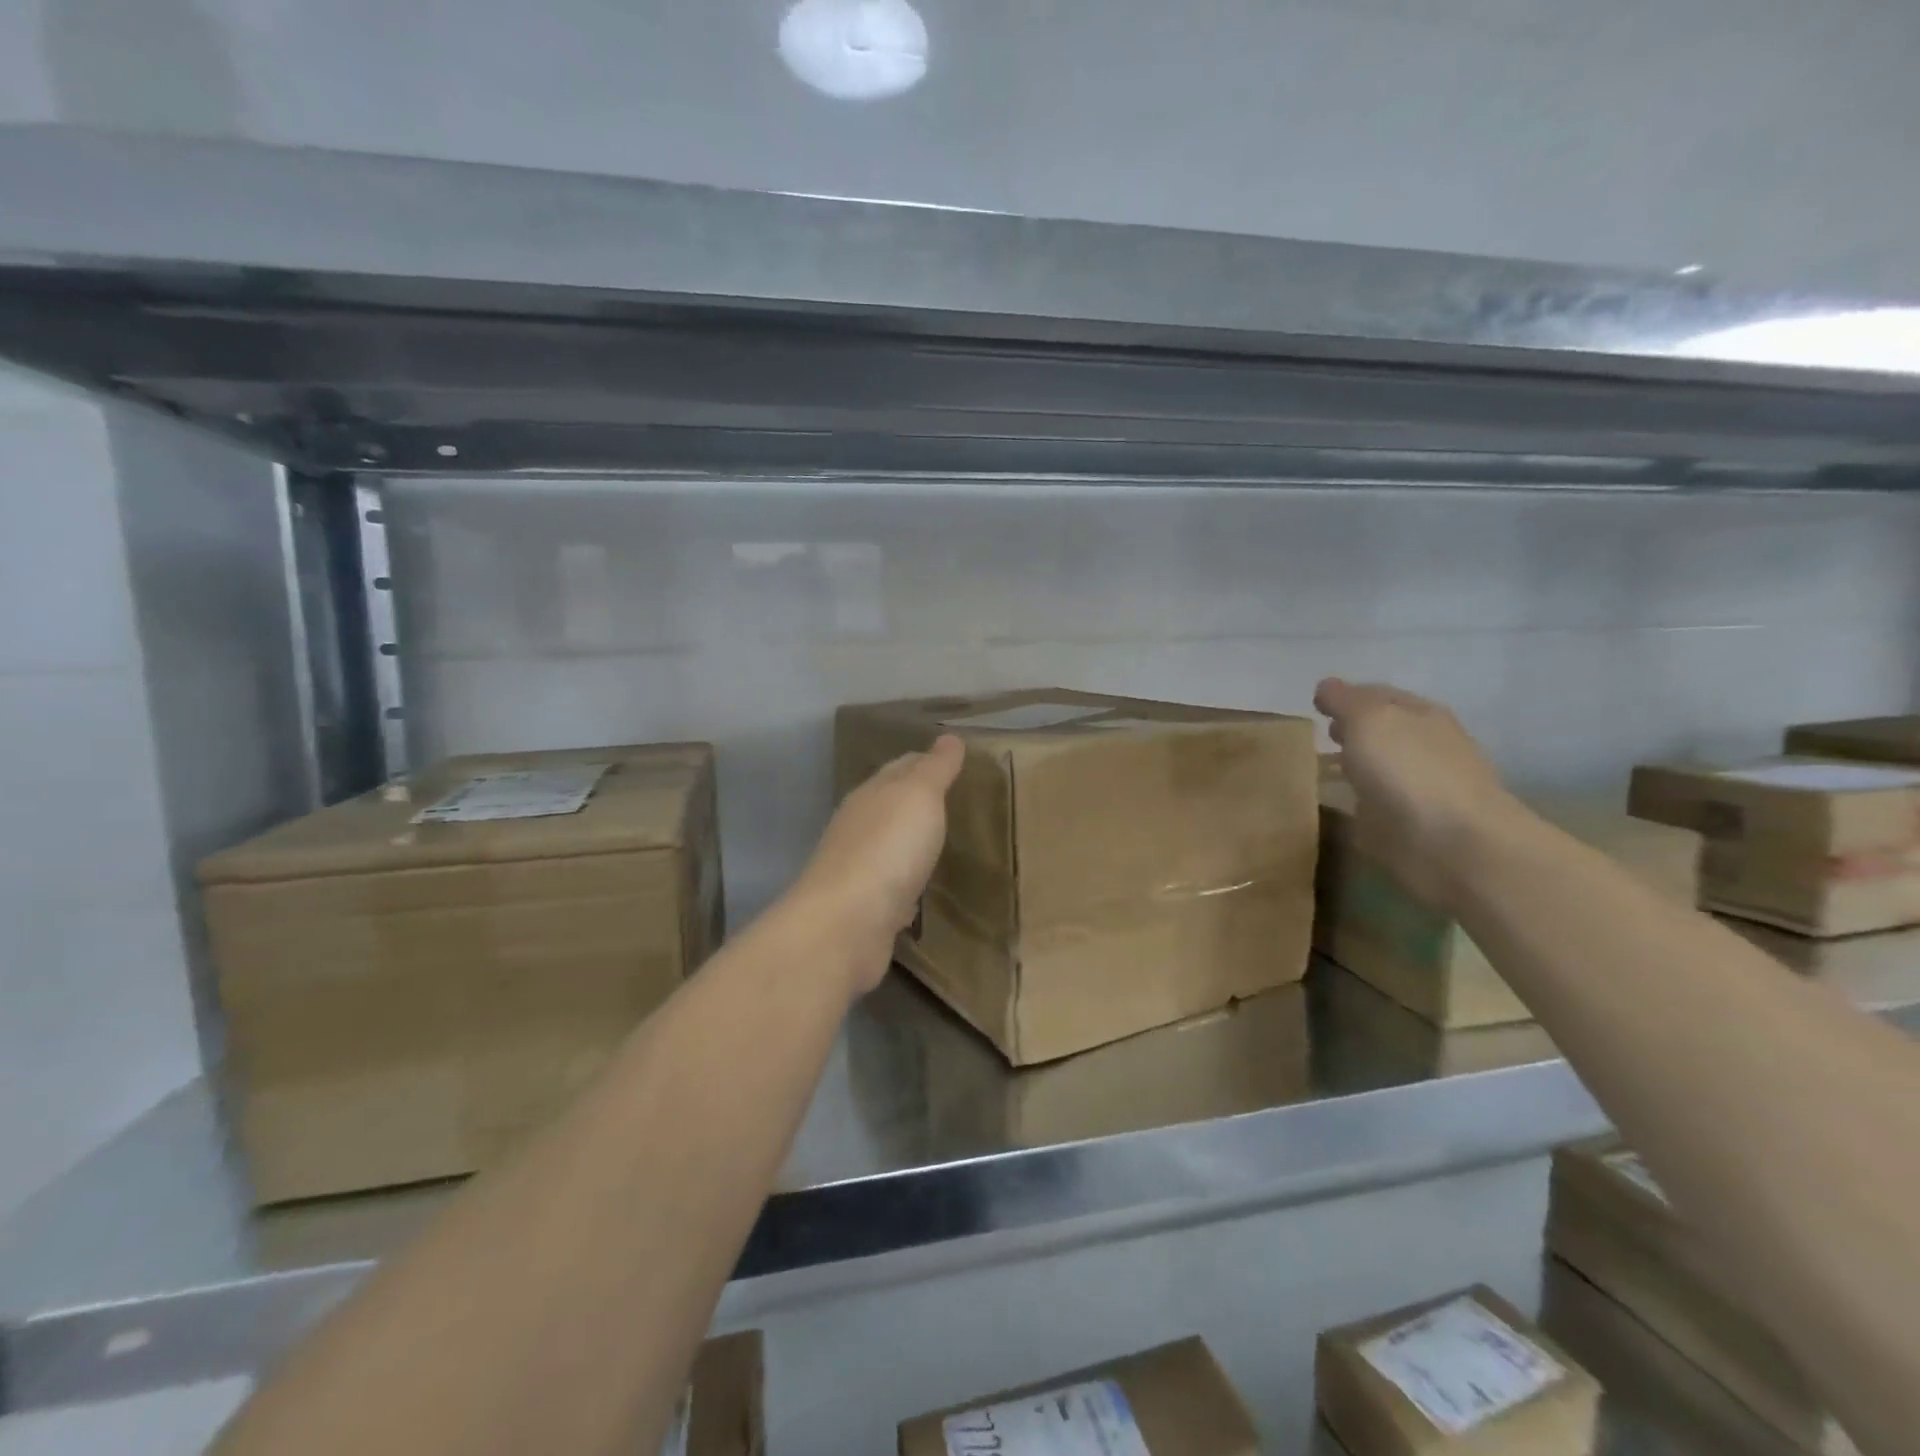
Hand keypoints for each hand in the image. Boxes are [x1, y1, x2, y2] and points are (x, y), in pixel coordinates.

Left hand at [789, 735, 965, 996]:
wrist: (846, 925)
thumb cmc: (887, 849)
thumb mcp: (919, 796)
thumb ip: (935, 768)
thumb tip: (949, 737)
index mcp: (871, 794)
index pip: (901, 767)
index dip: (926, 761)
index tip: (954, 761)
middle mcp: (859, 827)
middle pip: (891, 805)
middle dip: (918, 801)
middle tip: (955, 799)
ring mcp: (859, 870)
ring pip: (890, 847)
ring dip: (911, 843)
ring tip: (942, 842)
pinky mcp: (865, 909)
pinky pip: (892, 888)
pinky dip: (907, 883)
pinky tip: (922, 891)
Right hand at [1314, 678, 1522, 910]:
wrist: (1452, 844)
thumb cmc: (1410, 770)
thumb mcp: (1369, 719)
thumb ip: (1345, 700)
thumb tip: (1326, 686)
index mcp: (1421, 713)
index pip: (1378, 694)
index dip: (1347, 696)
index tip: (1316, 705)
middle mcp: (1427, 745)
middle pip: (1384, 730)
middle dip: (1354, 730)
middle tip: (1321, 736)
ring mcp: (1423, 787)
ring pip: (1381, 767)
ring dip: (1357, 766)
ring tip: (1323, 771)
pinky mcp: (1413, 826)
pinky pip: (1378, 804)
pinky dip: (1361, 801)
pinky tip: (1342, 805)